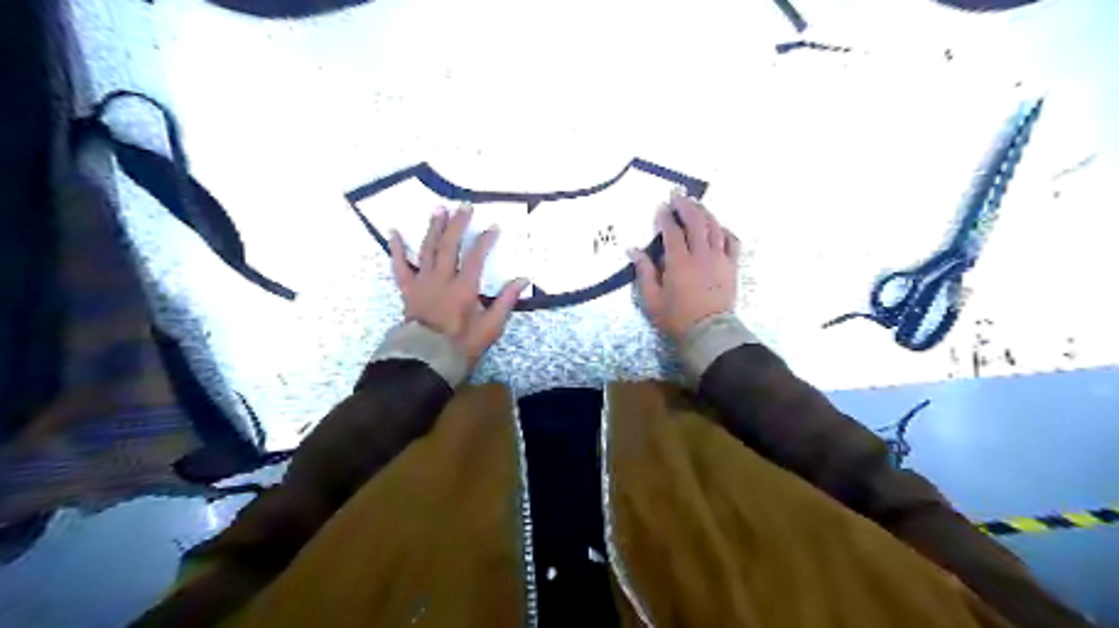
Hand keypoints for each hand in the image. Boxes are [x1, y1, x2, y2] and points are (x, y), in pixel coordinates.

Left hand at [389, 207, 527, 362]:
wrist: (426, 360)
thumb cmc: (461, 346)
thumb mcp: (491, 327)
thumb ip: (506, 301)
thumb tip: (523, 279)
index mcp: (464, 287)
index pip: (476, 256)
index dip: (485, 239)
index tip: (494, 226)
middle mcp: (442, 279)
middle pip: (449, 245)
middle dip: (458, 224)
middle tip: (465, 206)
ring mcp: (422, 282)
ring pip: (427, 249)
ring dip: (433, 228)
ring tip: (438, 209)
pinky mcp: (408, 290)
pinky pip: (399, 266)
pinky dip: (395, 249)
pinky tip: (393, 232)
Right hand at [632, 194, 741, 343]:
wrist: (709, 333)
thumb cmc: (676, 318)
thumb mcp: (652, 299)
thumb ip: (644, 272)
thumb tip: (633, 250)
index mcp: (679, 262)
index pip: (672, 232)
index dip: (665, 217)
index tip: (661, 208)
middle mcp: (701, 255)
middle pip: (695, 221)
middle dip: (685, 206)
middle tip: (677, 195)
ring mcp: (719, 259)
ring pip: (714, 227)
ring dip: (704, 212)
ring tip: (696, 204)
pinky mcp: (731, 266)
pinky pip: (732, 241)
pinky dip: (724, 230)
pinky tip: (718, 227)